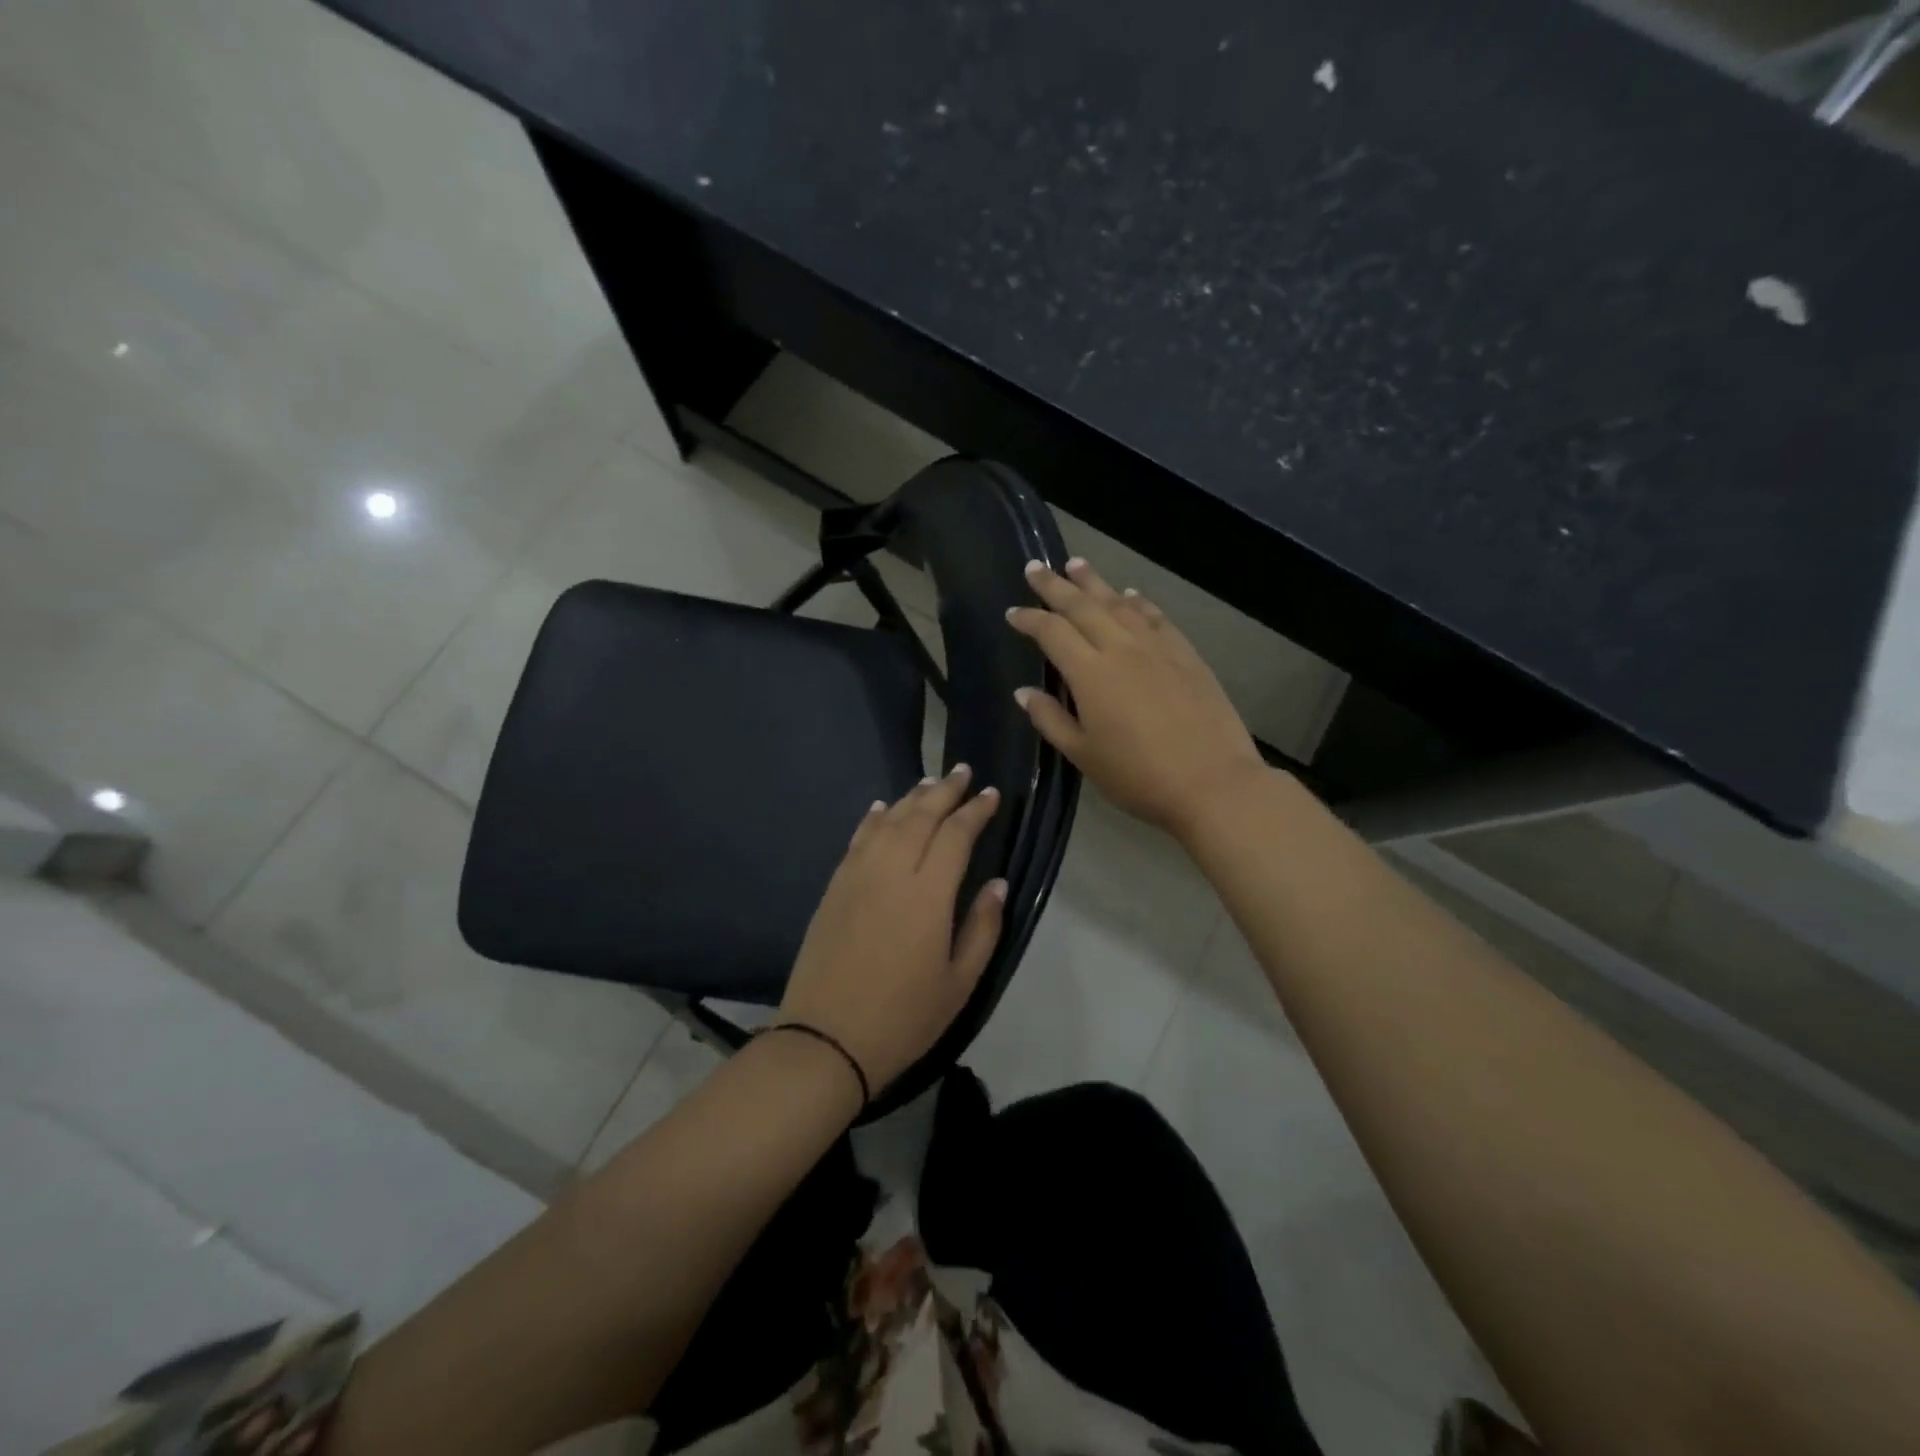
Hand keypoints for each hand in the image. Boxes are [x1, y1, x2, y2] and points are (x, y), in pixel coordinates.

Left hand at [777, 766, 1005, 1096]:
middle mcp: (891, 872)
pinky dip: (873, 819)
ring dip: (911, 797)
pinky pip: (857, 840)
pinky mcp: (834, 888)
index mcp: (928, 894)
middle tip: (964, 772)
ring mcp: (857, 876)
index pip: (956, 835)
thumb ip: (983, 927)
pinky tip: (881, 808)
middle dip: (946, 790)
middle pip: (920, 816)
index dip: (976, 811)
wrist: (826, 1040)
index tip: (991, 794)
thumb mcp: (960, 982)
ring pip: (888, 821)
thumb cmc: (903, 1017)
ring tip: (930, 783)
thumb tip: (998, 883)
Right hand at [1007, 558, 1267, 841]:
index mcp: (1090, 673)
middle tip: (1035, 567)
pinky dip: (1138, 602)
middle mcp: (1121, 648)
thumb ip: (1050, 719)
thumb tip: (1024, 692)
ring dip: (1095, 582)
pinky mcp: (1186, 654)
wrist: (1212, 782)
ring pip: (1119, 603)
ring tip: (1076, 564)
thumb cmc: (1138, 776)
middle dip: (1055, 585)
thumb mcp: (1083, 755)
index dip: (1029, 619)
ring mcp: (1157, 647)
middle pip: (1082, 606)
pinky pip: (1155, 617)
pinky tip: (1131, 595)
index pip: (1052, 632)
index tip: (1013, 612)